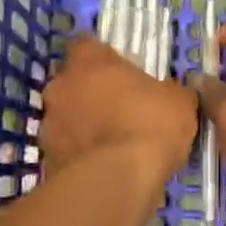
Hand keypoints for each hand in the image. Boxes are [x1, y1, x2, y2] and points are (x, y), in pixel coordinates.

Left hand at [39, 35, 197, 182]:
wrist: (116, 180)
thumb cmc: (150, 125)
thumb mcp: (179, 103)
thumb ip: (170, 92)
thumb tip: (171, 93)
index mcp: (90, 61)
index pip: (87, 45)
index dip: (102, 58)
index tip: (119, 72)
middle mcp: (61, 85)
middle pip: (72, 82)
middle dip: (90, 93)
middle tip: (118, 109)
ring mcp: (48, 123)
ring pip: (65, 117)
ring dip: (82, 125)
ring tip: (111, 144)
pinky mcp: (46, 158)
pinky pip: (65, 149)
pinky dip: (80, 155)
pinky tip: (103, 168)